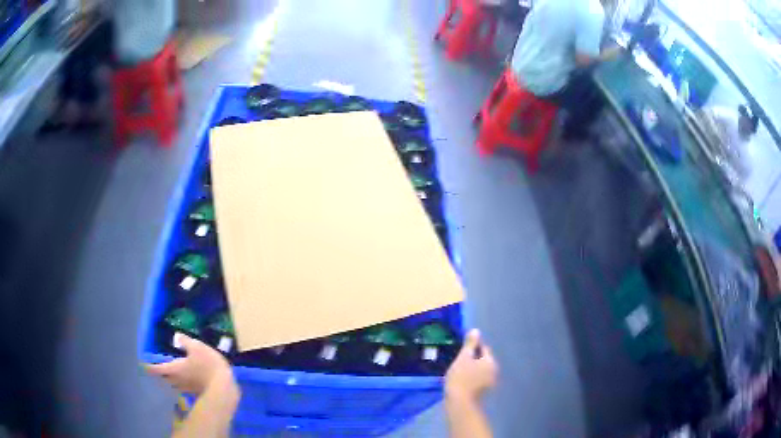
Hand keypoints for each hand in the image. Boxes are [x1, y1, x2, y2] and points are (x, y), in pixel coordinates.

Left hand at [145, 334, 235, 394]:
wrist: (224, 387)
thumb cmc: (207, 365)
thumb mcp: (196, 347)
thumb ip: (185, 341)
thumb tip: (176, 336)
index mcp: (173, 369)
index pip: (155, 368)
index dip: (148, 365)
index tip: (143, 363)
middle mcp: (176, 380)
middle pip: (164, 377)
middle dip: (161, 371)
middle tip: (160, 364)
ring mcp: (186, 388)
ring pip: (173, 383)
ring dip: (171, 378)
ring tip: (173, 370)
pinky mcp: (195, 392)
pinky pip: (183, 386)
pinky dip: (182, 381)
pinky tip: (188, 377)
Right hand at [445, 329, 497, 402]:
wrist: (460, 404)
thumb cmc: (461, 378)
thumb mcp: (464, 358)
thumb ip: (470, 344)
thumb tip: (476, 330)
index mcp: (491, 361)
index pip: (484, 348)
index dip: (473, 347)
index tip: (461, 350)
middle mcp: (494, 371)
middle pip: (483, 360)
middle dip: (472, 359)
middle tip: (457, 361)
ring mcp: (489, 383)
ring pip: (480, 371)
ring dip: (471, 369)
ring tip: (457, 371)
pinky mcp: (483, 392)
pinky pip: (477, 380)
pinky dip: (470, 379)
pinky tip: (460, 382)